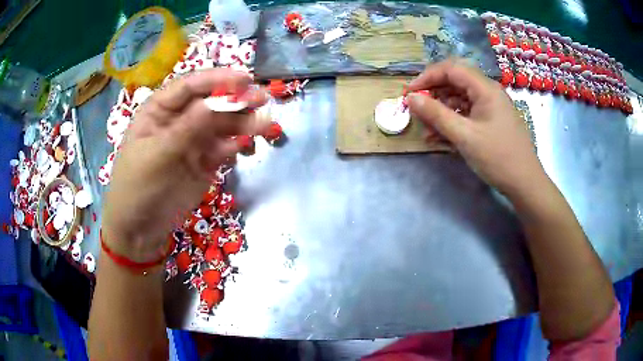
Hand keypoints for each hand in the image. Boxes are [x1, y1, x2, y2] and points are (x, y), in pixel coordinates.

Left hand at [102, 69, 268, 261]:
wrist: (139, 230)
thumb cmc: (138, 187)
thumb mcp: (158, 155)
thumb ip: (188, 127)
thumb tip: (220, 100)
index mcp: (159, 110)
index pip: (190, 86)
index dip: (217, 80)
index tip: (246, 80)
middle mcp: (178, 120)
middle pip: (211, 103)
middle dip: (235, 101)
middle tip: (262, 101)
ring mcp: (192, 141)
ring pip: (222, 125)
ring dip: (242, 124)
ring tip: (264, 128)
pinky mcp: (204, 162)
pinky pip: (224, 147)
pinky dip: (236, 146)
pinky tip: (246, 149)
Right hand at [407, 60, 545, 196]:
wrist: (525, 183)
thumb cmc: (498, 157)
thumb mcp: (464, 136)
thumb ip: (436, 114)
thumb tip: (410, 98)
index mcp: (485, 88)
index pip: (450, 69)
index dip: (427, 77)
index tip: (409, 93)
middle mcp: (488, 92)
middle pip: (455, 82)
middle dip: (433, 94)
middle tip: (417, 110)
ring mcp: (491, 107)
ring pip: (460, 99)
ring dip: (442, 110)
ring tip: (428, 129)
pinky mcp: (491, 121)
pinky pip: (468, 113)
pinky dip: (453, 121)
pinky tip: (441, 137)